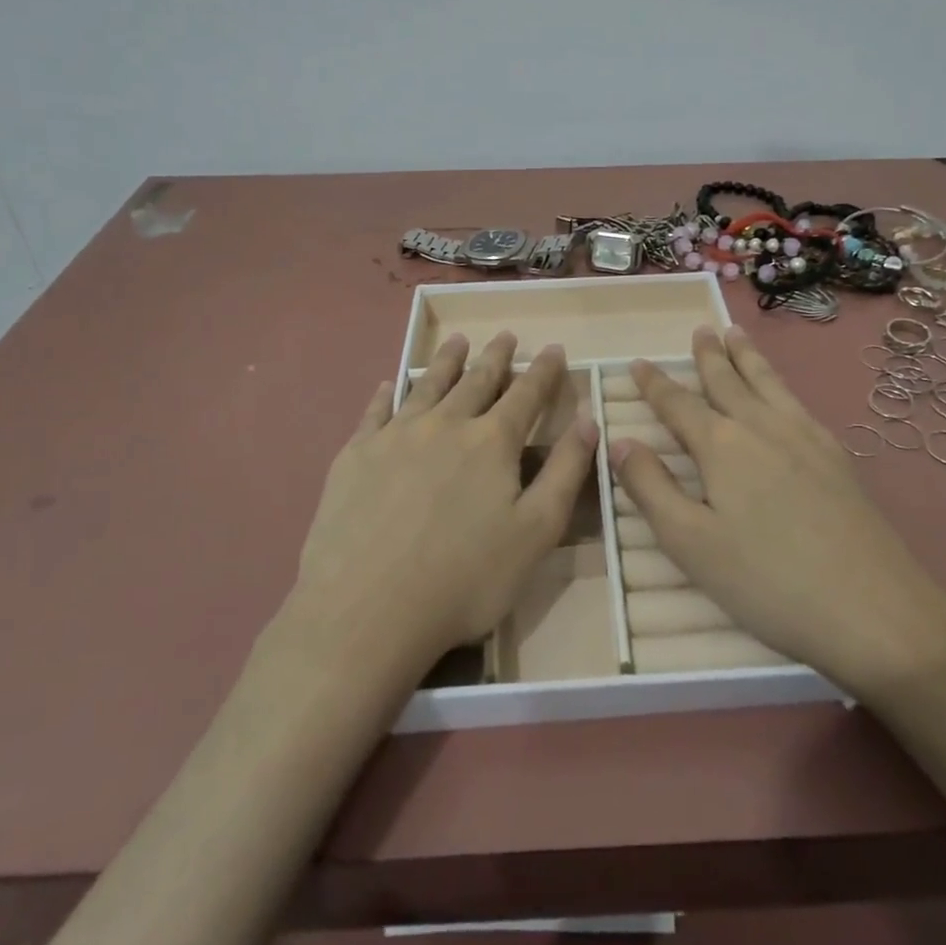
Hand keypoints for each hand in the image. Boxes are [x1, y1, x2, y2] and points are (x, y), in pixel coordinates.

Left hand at [288, 332, 598, 674]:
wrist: (366, 609)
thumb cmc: (465, 578)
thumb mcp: (536, 531)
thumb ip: (566, 471)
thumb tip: (590, 419)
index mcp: (492, 442)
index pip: (526, 394)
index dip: (544, 370)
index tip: (555, 348)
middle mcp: (445, 424)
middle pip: (476, 380)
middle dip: (496, 357)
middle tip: (506, 336)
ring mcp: (395, 436)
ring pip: (427, 385)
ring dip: (446, 361)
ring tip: (457, 341)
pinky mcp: (355, 455)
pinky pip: (375, 412)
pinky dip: (387, 393)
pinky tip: (389, 384)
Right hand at [610, 326, 945, 699]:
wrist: (872, 608)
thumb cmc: (767, 581)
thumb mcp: (690, 542)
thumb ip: (650, 487)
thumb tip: (618, 441)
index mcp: (722, 446)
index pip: (678, 404)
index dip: (655, 384)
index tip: (637, 362)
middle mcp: (763, 428)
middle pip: (729, 382)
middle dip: (710, 356)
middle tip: (700, 329)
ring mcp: (806, 438)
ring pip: (769, 384)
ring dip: (748, 357)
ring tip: (736, 333)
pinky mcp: (837, 457)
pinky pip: (799, 403)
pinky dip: (781, 385)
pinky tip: (785, 394)